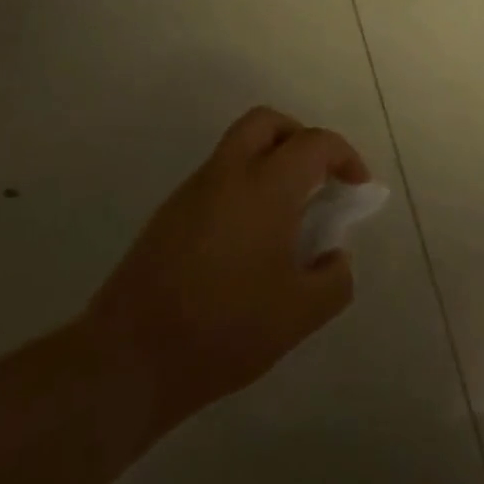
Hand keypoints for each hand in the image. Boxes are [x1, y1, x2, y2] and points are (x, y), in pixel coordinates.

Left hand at [85, 108, 368, 428]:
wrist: (127, 360)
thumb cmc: (224, 329)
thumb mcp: (301, 314)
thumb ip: (335, 278)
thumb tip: (334, 257)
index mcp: (265, 187)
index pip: (314, 143)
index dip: (345, 157)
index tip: (356, 188)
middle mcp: (227, 175)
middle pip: (266, 123)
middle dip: (300, 139)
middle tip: (317, 178)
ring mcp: (191, 193)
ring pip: (237, 150)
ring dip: (269, 164)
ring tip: (287, 219)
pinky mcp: (168, 217)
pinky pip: (217, 180)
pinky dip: (244, 189)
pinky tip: (249, 243)